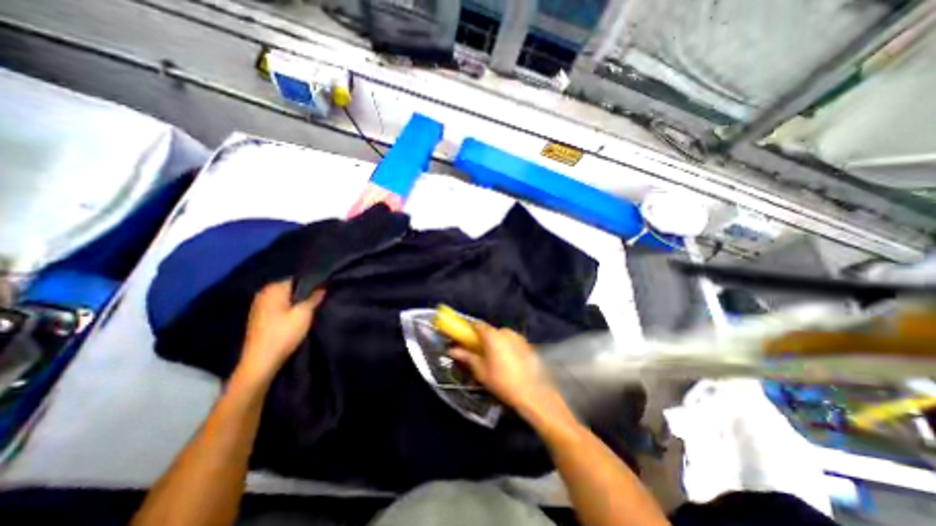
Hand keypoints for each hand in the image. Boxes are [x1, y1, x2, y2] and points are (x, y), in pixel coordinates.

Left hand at [238, 282, 326, 380]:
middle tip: (319, 302)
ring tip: (310, 311)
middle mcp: (263, 293)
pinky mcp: (259, 318)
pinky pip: (279, 308)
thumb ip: (314, 297)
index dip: (312, 284)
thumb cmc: (284, 333)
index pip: (298, 279)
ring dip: (297, 303)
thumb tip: (322, 287)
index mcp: (273, 288)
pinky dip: (288, 310)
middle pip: (291, 289)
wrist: (261, 361)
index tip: (324, 292)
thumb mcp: (305, 313)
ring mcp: (259, 306)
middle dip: (304, 294)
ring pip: (285, 299)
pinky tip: (297, 319)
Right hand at [449, 325, 557, 415]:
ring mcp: (518, 337)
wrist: (532, 392)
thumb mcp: (481, 371)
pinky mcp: (526, 344)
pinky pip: (511, 341)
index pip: (477, 325)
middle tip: (478, 352)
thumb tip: (453, 350)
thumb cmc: (502, 381)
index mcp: (492, 335)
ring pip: (501, 336)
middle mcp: (505, 331)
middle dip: (483, 339)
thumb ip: (467, 357)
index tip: (464, 338)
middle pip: (489, 331)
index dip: (469, 329)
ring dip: (495, 343)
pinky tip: (507, 361)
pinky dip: (506, 346)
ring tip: (494, 359)